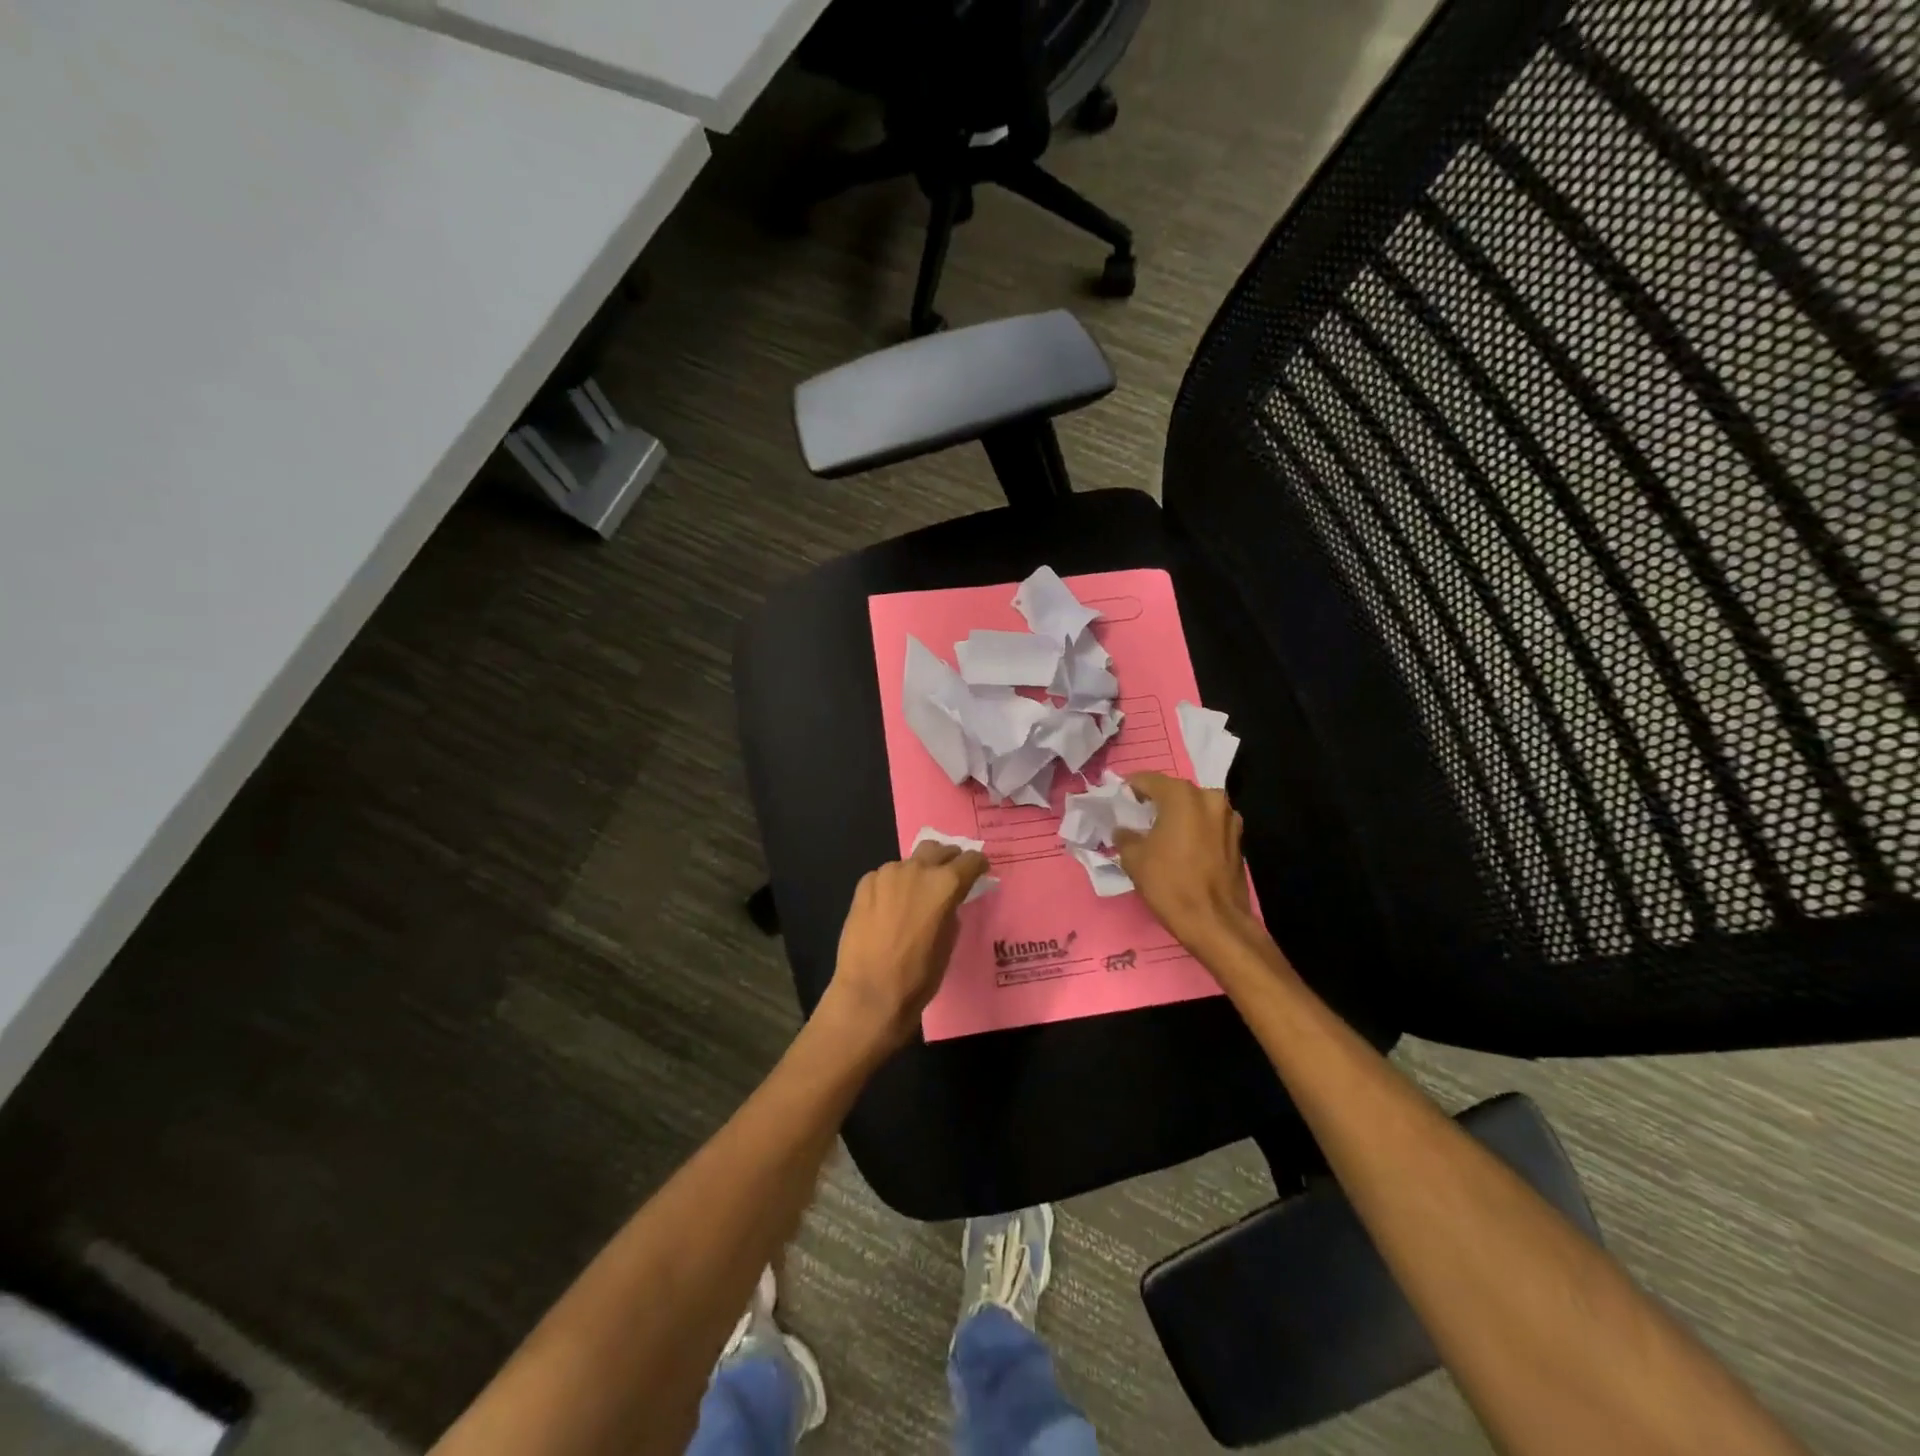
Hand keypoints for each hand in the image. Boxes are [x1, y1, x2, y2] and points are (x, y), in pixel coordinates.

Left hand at [821, 841, 990, 1053]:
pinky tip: (889, 907)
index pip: (971, 859)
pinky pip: (885, 876)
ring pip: (909, 862)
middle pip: (938, 849)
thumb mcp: (949, 942)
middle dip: (947, 859)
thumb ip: (951, 911)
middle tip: (949, 875)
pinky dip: (892, 885)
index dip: (977, 865)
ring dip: (917, 872)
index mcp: (945, 884)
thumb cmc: (918, 976)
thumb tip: (947, 902)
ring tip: (914, 895)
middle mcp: (917, 870)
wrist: (870, 993)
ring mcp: (887, 874)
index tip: (978, 872)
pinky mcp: (864, 884)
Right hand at [1115, 772, 1252, 947]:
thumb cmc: (1170, 884)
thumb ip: (1125, 836)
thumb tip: (1123, 830)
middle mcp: (1210, 798)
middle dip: (1155, 801)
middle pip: (1174, 792)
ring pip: (1194, 808)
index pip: (1148, 779)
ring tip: (1158, 833)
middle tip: (1136, 817)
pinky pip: (1208, 824)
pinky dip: (1193, 829)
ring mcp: (1229, 818)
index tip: (1117, 799)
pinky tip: (1180, 847)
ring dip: (1177, 815)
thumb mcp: (1134, 858)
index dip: (1129, 788)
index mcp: (1182, 796)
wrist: (1215, 922)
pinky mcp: (1238, 838)